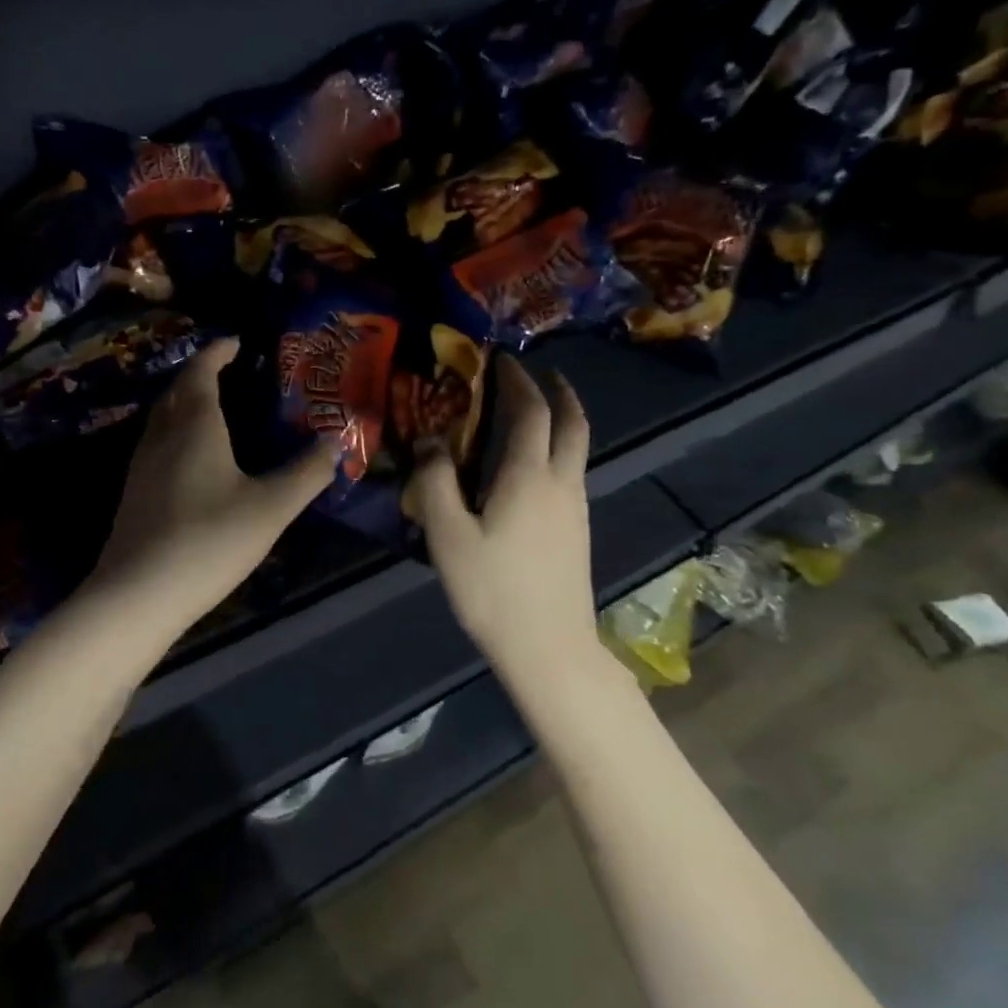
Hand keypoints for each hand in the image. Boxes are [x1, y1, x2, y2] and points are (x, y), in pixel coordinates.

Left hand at [90, 339, 336, 635]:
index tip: (236, 342)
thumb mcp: (271, 507)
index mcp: (194, 425)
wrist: (139, 593)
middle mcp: (162, 435)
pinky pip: (156, 445)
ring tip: (212, 410)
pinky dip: (175, 434)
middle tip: (227, 373)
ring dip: (183, 404)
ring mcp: (141, 465)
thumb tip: (336, 442)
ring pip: (161, 419)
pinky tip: (191, 460)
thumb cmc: (210, 540)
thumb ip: (306, 473)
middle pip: (176, 391)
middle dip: (199, 374)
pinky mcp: (133, 494)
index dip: (217, 352)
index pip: (201, 371)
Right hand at [405, 355, 600, 680]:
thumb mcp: (448, 534)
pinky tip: (529, 469)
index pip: (531, 411)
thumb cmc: (491, 588)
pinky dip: (556, 451)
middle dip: (558, 392)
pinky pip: (570, 473)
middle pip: (572, 423)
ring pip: (576, 449)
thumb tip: (430, 441)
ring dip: (560, 421)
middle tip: (538, 375)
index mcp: (529, 476)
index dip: (517, 381)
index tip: (501, 361)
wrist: (548, 646)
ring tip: (531, 416)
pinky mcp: (577, 531)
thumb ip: (435, 481)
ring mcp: (575, 508)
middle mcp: (561, 483)